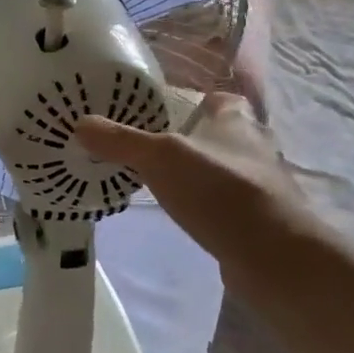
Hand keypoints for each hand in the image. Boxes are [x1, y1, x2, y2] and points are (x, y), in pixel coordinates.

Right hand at [76, 93, 311, 274]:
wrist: (273, 254)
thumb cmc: (219, 190)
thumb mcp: (159, 158)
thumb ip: (121, 141)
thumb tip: (80, 123)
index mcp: (236, 119)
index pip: (218, 98)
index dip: (195, 101)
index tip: (166, 112)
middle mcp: (255, 145)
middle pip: (222, 133)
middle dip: (194, 139)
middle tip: (154, 149)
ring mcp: (263, 184)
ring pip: (227, 169)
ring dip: (203, 174)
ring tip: (165, 182)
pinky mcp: (262, 218)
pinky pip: (230, 202)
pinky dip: (212, 205)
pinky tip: (189, 215)